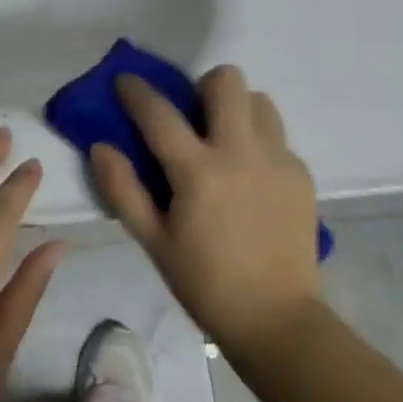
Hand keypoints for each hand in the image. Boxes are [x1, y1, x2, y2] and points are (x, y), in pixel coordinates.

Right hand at [92, 66, 320, 353]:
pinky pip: (277, 136)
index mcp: (198, 171)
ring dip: (236, 109)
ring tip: (225, 141)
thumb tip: (100, 147)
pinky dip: (259, 142)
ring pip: (259, 100)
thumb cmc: (205, 284)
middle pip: (226, 81)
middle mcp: (240, 153)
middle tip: (193, 116)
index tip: (125, 80)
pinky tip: (251, 177)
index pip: (159, 113)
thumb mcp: (153, 242)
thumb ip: (123, 190)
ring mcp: (277, 160)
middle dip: (202, 87)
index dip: (136, 91)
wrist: (277, 321)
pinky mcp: (301, 174)